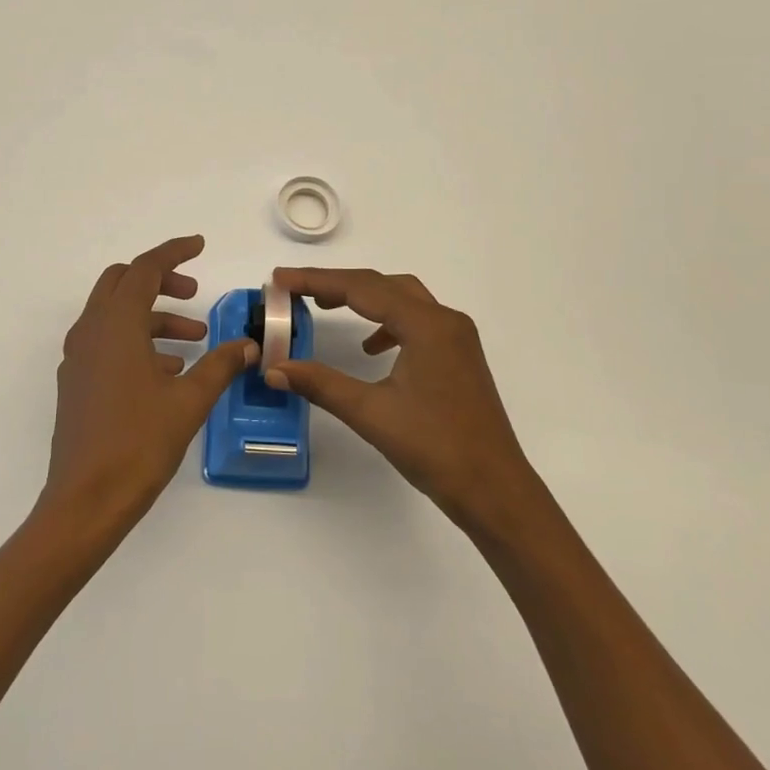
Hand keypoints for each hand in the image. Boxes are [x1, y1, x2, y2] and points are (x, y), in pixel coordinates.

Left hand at [38, 235, 254, 538]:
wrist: (86, 500)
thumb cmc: (139, 442)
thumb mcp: (189, 401)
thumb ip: (220, 365)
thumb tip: (247, 345)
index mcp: (116, 324)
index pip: (145, 269)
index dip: (174, 252)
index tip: (200, 245)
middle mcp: (91, 331)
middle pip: (123, 282)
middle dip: (160, 281)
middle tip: (194, 294)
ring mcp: (78, 356)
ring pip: (115, 314)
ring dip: (153, 316)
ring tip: (194, 340)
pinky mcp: (75, 381)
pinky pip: (107, 342)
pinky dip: (137, 341)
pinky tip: (168, 370)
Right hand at [266, 267, 534, 530]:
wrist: (495, 490)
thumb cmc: (435, 448)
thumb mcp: (371, 413)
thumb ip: (321, 383)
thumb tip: (274, 368)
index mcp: (426, 325)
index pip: (361, 288)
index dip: (316, 280)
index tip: (279, 278)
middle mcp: (444, 320)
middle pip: (382, 285)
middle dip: (336, 284)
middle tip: (295, 290)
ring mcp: (456, 338)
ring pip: (401, 298)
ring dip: (363, 297)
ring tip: (325, 306)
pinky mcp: (458, 356)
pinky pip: (416, 321)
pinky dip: (386, 322)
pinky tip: (370, 348)